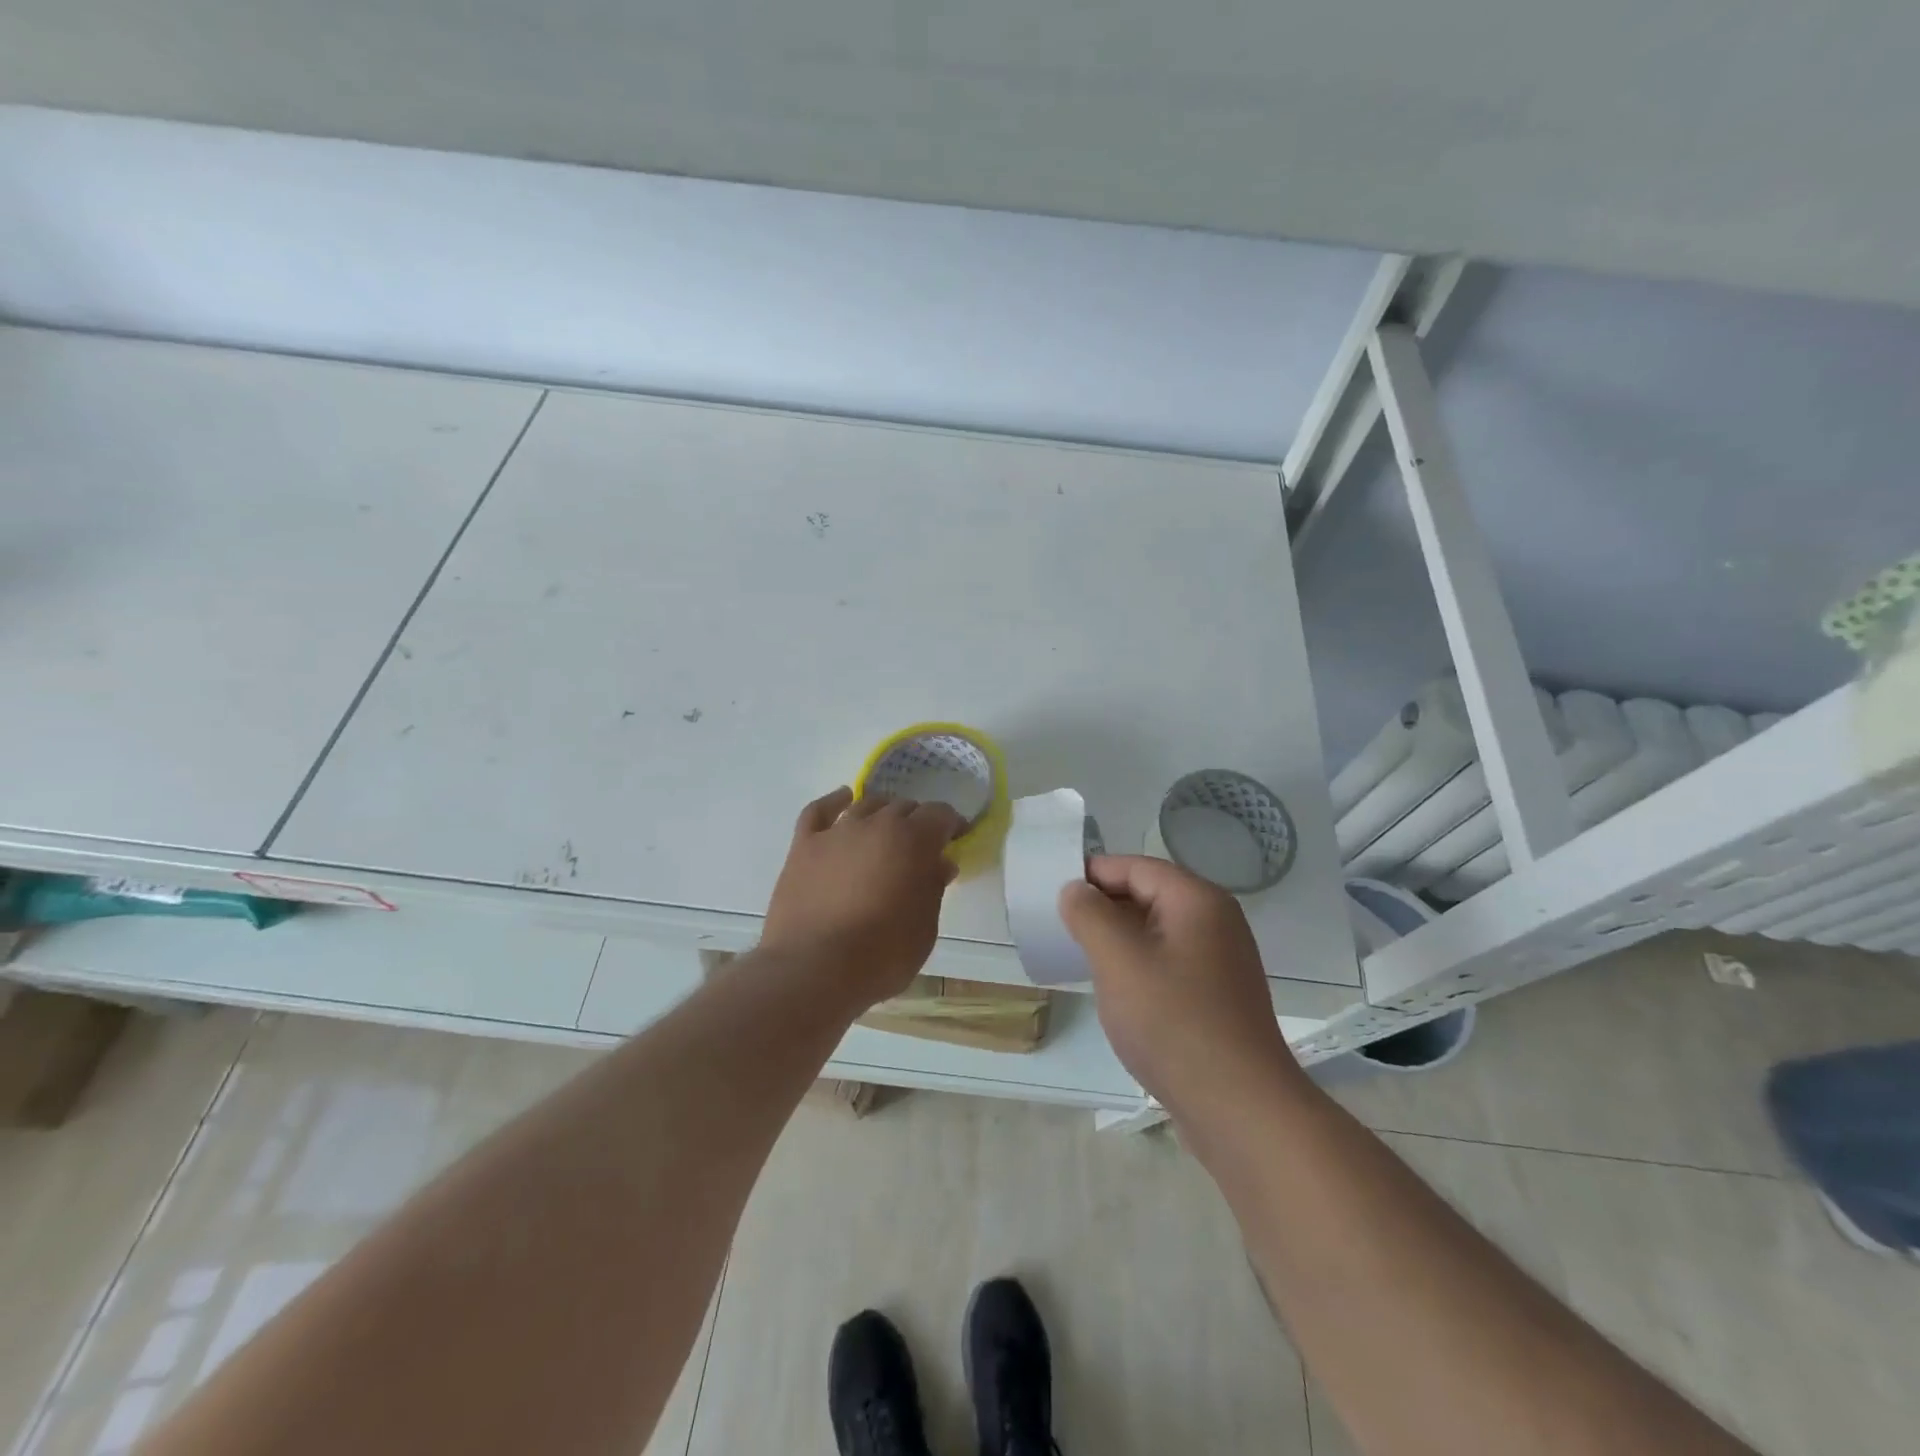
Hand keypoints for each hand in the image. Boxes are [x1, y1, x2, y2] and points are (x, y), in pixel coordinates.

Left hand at [761, 787, 965, 1007]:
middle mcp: (876, 824)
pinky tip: (843, 799)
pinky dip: (834, 802)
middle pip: (903, 807)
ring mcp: (836, 832)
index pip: (940, 814)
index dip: (951, 824)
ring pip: (866, 805)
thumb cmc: (881, 956)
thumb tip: (940, 863)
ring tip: (886, 829)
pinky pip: (820, 810)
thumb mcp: (925, 928)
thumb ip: (934, 888)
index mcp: (913, 840)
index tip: (956, 838)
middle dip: (917, 821)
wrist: (813, 969)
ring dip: (882, 812)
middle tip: (920, 846)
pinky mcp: (804, 845)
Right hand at [1059, 855, 1304, 1112]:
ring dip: (1119, 938)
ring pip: (1158, 932)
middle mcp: (1216, 922)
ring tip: (1080, 955)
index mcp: (1197, 901)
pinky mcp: (1218, 997)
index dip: (1093, 873)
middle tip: (1061, 924)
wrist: (1240, 1109)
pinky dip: (1139, 964)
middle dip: (1104, 905)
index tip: (1053, 890)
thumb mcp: (1118, 960)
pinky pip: (1169, 962)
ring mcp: (1221, 962)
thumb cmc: (1173, 1022)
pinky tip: (1116, 989)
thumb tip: (1075, 890)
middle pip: (1150, 895)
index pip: (1137, 867)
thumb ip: (1089, 915)